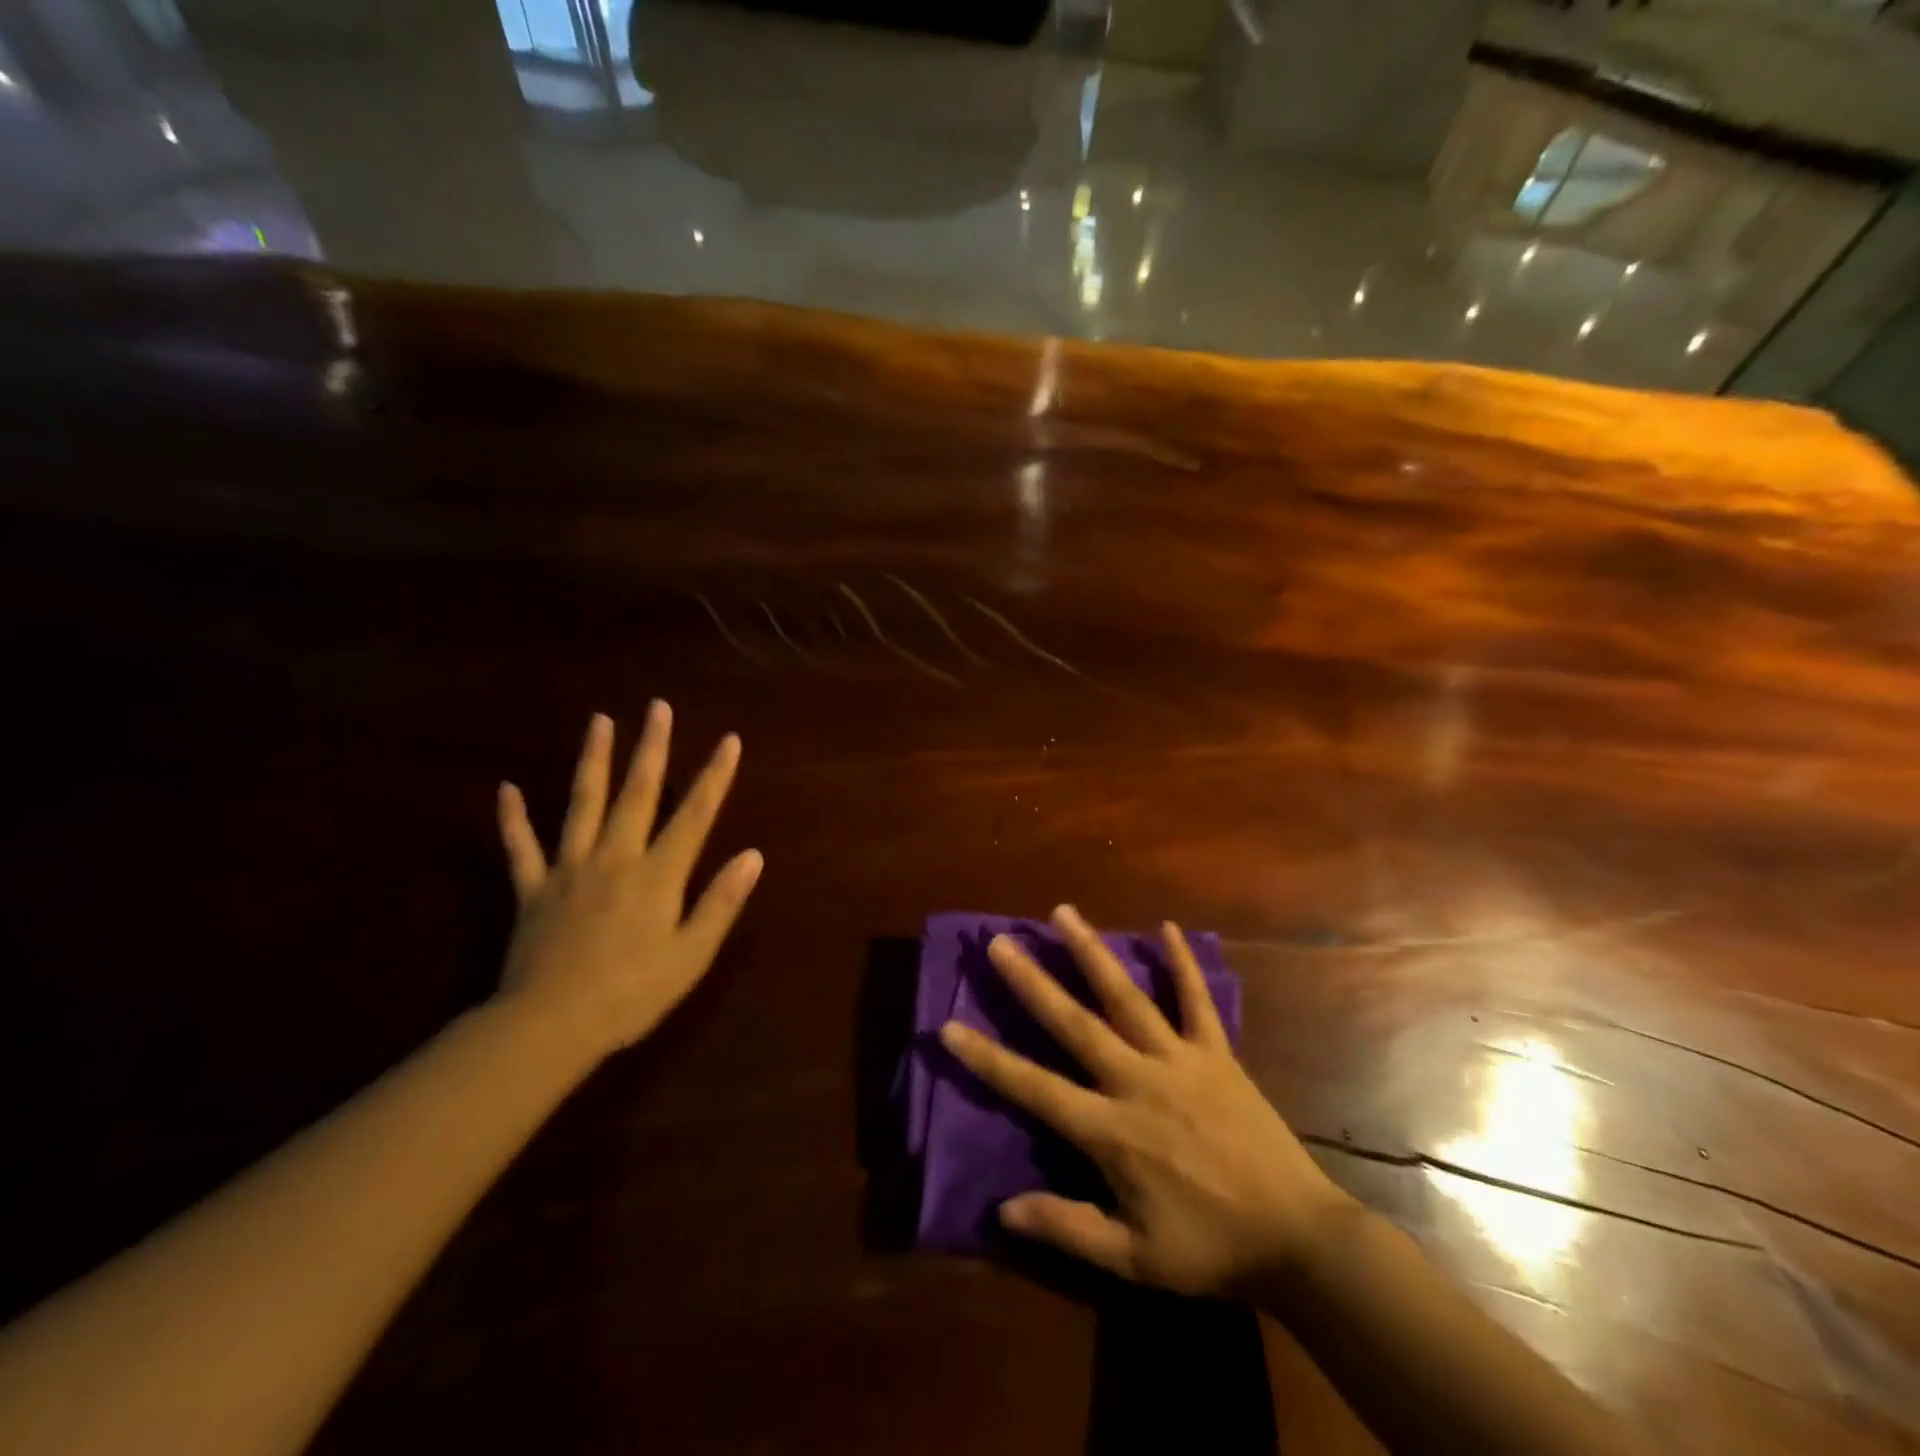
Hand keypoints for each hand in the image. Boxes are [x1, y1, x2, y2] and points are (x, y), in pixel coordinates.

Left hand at [494, 702, 762, 1062]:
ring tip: (599, 721)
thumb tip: (752, 855)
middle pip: (637, 793)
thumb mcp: (692, 955)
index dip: (715, 776)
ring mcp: (569, 870)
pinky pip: (520, 848)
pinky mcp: (532, 890)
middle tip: (658, 707)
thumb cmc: (632, 994)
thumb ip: (721, 902)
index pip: (695, 815)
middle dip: (651, 748)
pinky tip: (507, 790)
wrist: (548, 1027)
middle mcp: (615, 858)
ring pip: (582, 804)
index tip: (729, 741)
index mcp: (657, 875)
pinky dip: (513, 819)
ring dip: (592, 760)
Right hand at [939, 905, 1348, 1296]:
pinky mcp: (1217, 1053)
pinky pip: (1196, 1000)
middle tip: (1000, 942)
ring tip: (1063, 913)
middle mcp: (1137, 1080)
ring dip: (1092, 952)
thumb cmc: (1211, 1250)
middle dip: (1032, 981)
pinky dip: (1182, 963)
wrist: (1297, 1238)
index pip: (1035, 1088)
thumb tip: (1002, 1210)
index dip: (988, 1059)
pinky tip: (1167, 926)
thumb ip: (1068, 1228)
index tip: (949, 1026)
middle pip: (1074, 1023)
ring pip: (1126, 996)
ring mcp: (1179, 1059)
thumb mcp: (1133, 1260)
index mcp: (1111, 1130)